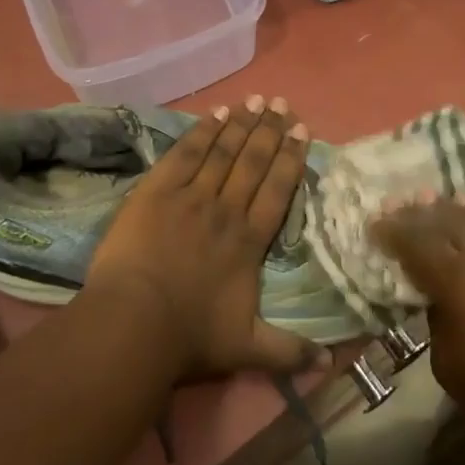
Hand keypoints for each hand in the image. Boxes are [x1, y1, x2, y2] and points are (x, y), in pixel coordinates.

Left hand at [78, 97, 324, 380]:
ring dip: (241, 125)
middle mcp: (226, 210)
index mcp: (249, 241)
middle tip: (283, 104)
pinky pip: (185, 153)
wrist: (134, 324)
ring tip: (257, 101)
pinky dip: (202, 132)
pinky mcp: (156, 191)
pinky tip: (216, 114)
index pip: (277, 190)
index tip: (303, 131)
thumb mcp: (247, 349)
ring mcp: (191, 197)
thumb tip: (331, 363)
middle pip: (253, 162)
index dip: (291, 158)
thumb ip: (288, 352)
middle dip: (270, 131)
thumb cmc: (190, 337)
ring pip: (222, 152)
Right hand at [373, 199, 464, 464]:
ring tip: (431, 200)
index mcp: (458, 281)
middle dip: (417, 212)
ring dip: (449, 209)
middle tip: (396, 204)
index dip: (391, 232)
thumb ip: (436, 322)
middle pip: (444, 220)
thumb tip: (439, 300)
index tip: (374, 224)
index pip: (415, 244)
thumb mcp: (451, 366)